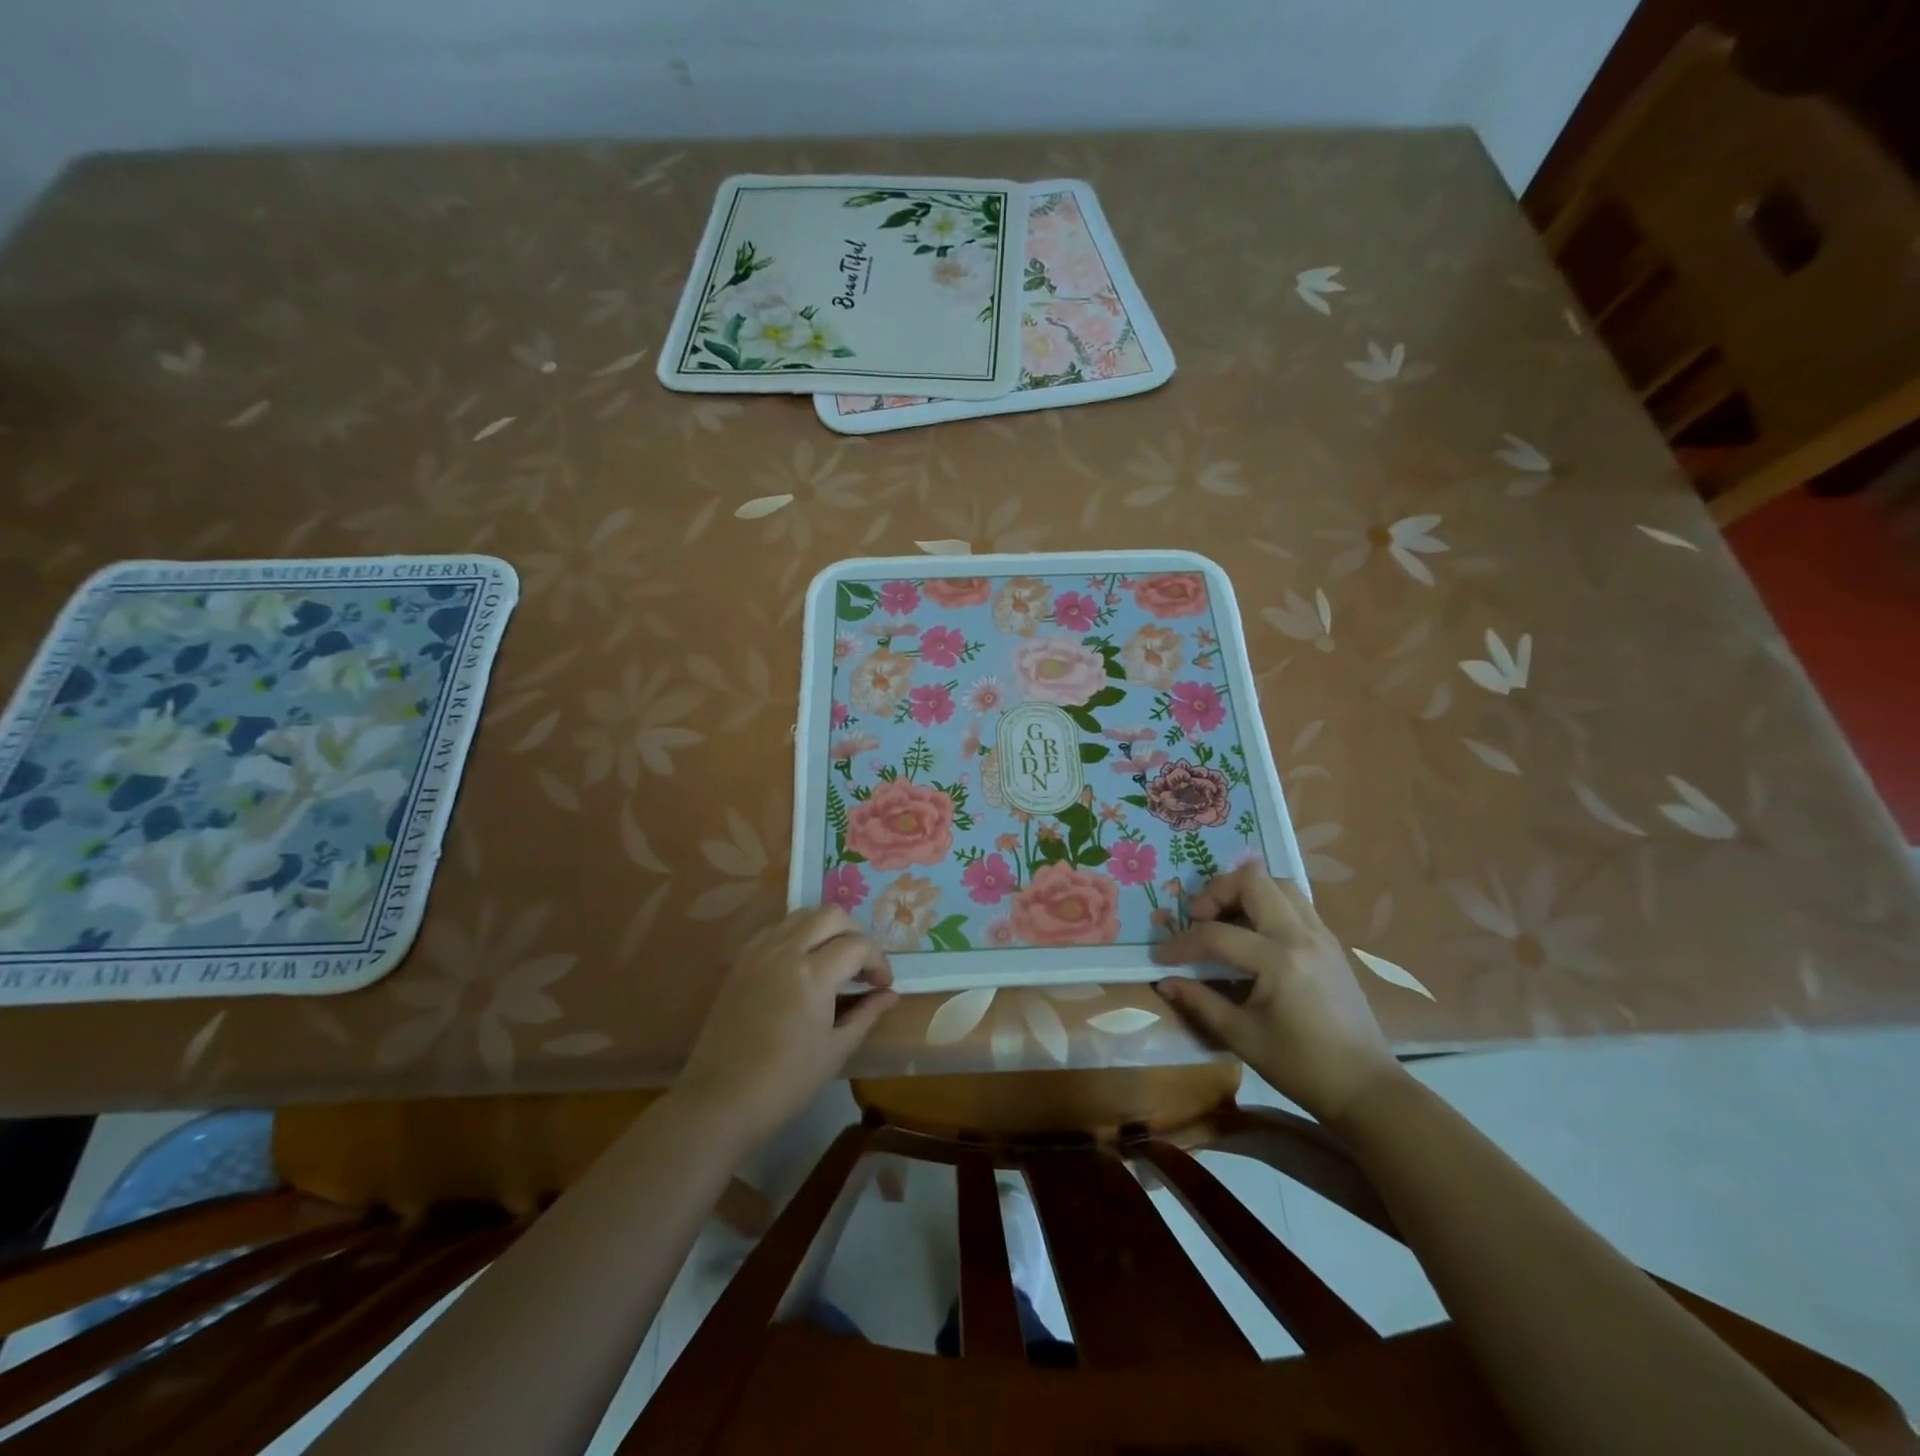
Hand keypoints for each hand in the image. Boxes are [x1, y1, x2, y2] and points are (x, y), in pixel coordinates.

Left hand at [675, 907, 898, 1146]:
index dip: (878, 961)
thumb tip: (890, 994)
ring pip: (802, 915)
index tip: (883, 985)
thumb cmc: (785, 1082)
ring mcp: (759, 953)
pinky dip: (797, 934)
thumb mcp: (835, 1050)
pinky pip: (776, 929)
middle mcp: (786, 951)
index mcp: (813, 974)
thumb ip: (866, 1014)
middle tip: (862, 965)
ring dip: (826, 928)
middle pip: (831, 915)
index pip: (858, 945)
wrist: (720, 1101)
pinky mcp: (741, 962)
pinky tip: (801, 963)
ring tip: (834, 959)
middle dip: (856, 933)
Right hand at [1151, 865, 1403, 1126]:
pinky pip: (1296, 902)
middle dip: (1216, 892)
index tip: (1161, 956)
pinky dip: (1268, 903)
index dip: (1181, 944)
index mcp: (1278, 961)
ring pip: (1278, 884)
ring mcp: (1321, 935)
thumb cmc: (1300, 1066)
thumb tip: (1165, 981)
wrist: (1365, 1088)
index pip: (1217, 935)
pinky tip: (1254, 932)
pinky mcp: (1331, 943)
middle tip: (1197, 918)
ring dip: (1246, 892)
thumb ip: (1200, 1001)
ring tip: (1225, 919)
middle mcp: (1301, 935)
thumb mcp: (1241, 1036)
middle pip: (1253, 881)